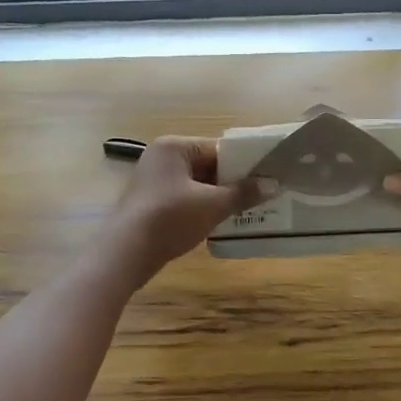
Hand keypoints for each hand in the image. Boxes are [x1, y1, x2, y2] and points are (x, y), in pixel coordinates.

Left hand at [101, 137, 269, 280]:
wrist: (126, 253)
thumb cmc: (170, 218)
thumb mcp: (212, 205)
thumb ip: (243, 193)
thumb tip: (274, 185)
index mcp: (174, 147)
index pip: (217, 148)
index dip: (243, 164)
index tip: (266, 178)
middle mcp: (161, 157)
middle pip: (207, 165)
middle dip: (231, 183)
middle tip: (260, 197)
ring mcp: (153, 181)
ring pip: (196, 184)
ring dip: (217, 198)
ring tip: (246, 211)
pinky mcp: (150, 203)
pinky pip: (184, 199)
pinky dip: (201, 208)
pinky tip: (218, 223)